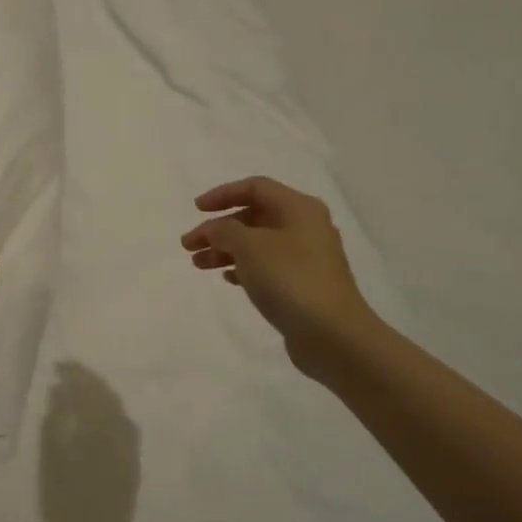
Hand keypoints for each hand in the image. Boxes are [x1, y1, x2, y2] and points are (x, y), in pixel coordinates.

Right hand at [181, 176, 376, 375]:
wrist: (332, 334)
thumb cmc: (290, 279)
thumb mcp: (249, 246)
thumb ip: (224, 231)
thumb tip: (214, 230)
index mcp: (299, 208)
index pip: (255, 187)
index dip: (223, 194)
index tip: (196, 210)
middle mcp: (305, 227)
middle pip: (254, 216)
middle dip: (218, 228)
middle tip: (189, 245)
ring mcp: (306, 257)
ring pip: (257, 243)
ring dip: (225, 250)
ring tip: (199, 265)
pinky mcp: (302, 284)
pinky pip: (266, 266)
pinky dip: (243, 267)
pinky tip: (227, 279)